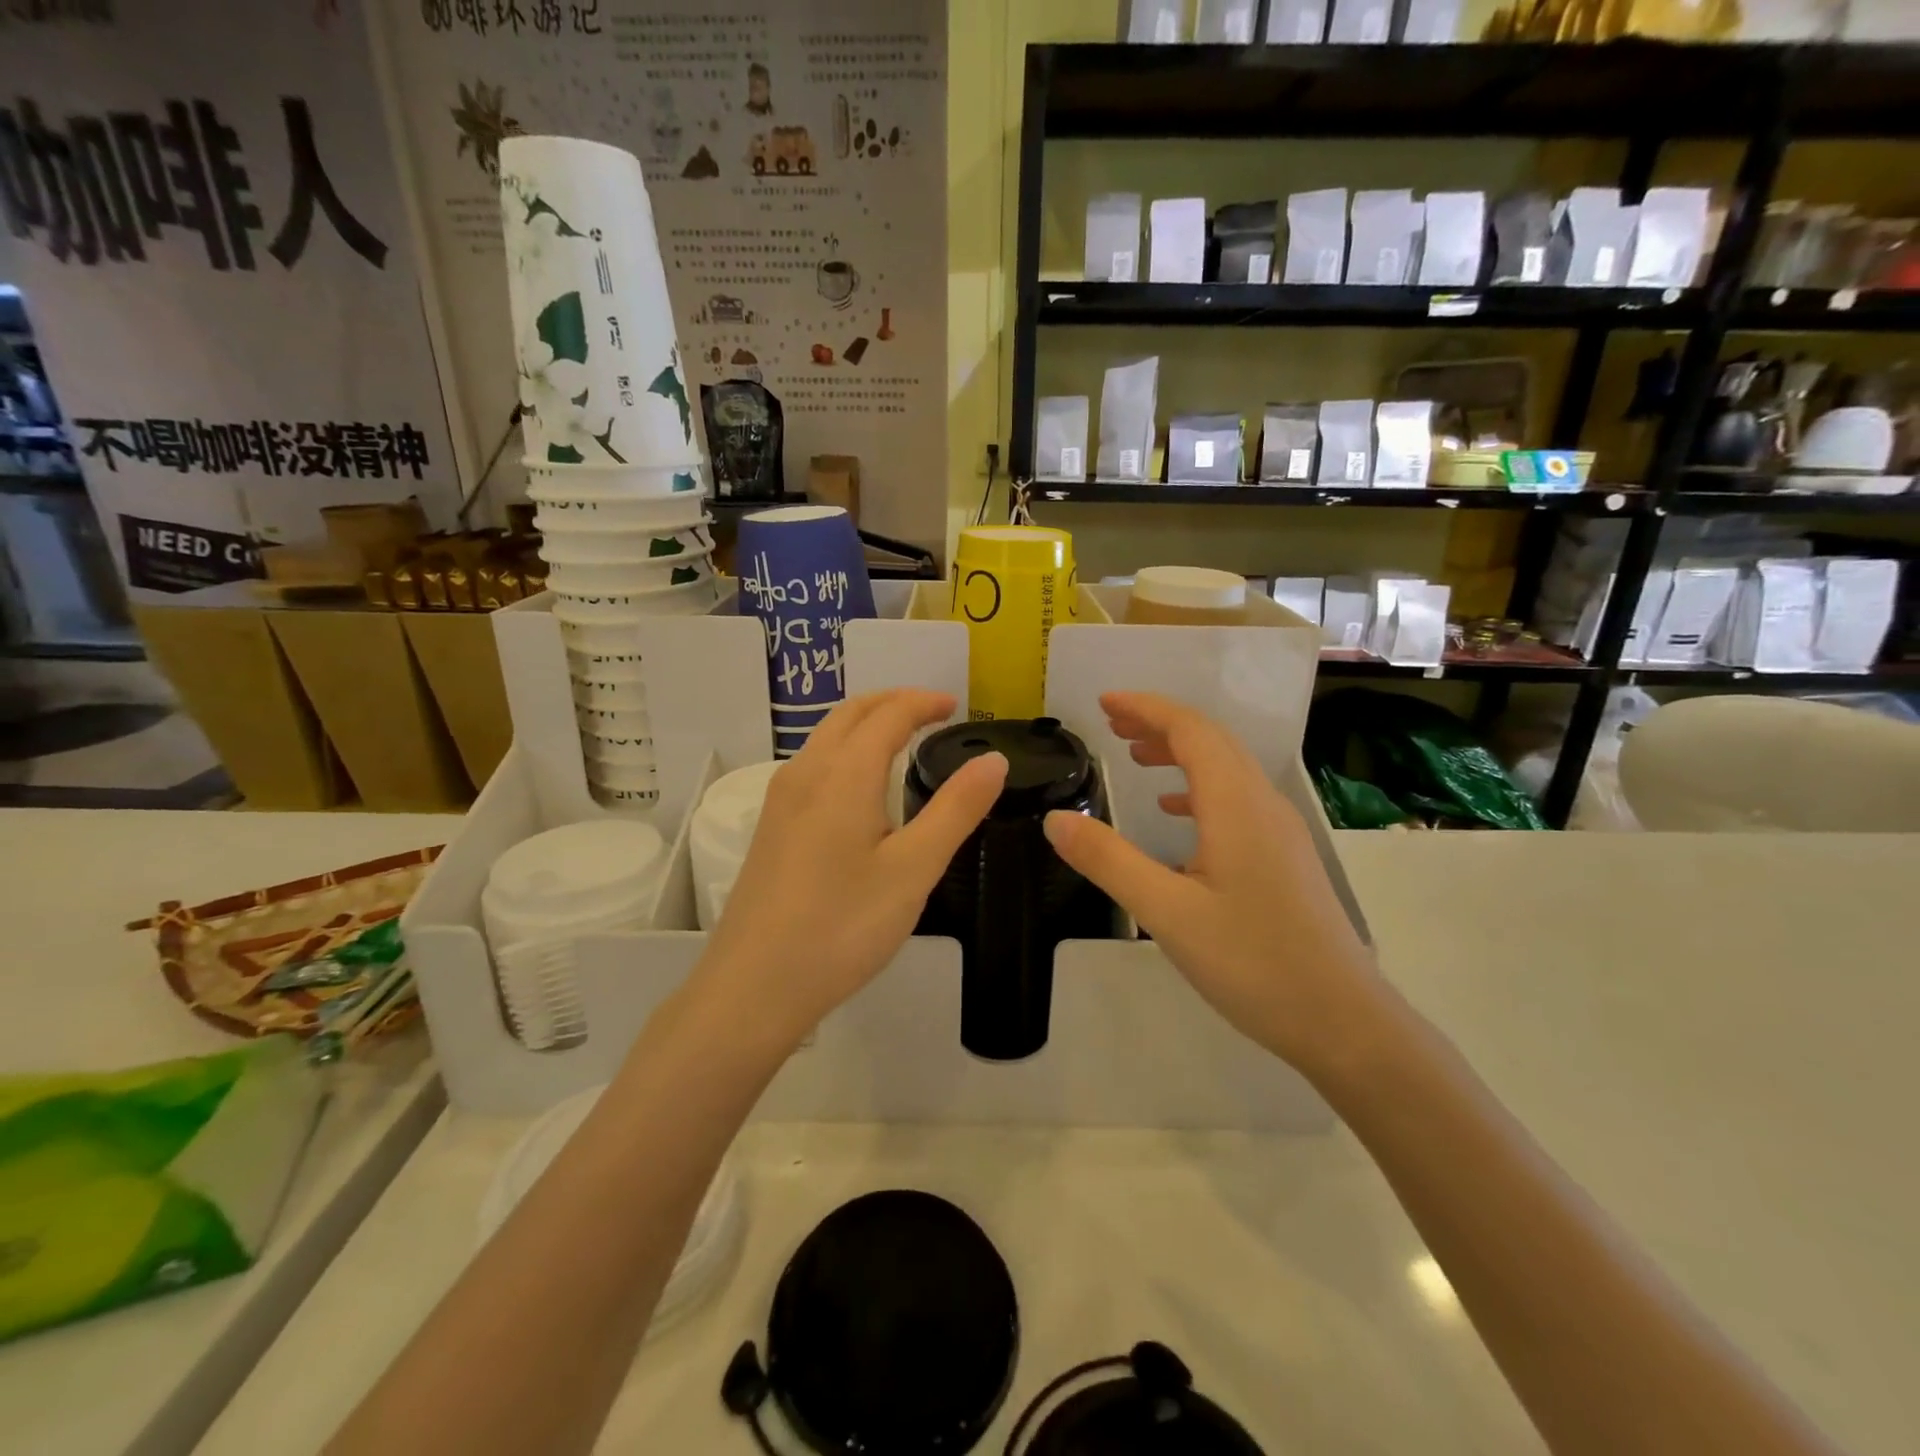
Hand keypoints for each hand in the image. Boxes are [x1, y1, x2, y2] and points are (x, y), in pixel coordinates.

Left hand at [698, 690, 1006, 1044]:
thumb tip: (994, 760)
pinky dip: (845, 751)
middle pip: (849, 714)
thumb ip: (956, 810)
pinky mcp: (771, 828)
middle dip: (892, 702)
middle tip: (931, 713)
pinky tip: (860, 787)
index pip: (887, 715)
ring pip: (825, 738)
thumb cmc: (842, 926)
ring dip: (865, 724)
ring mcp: (780, 800)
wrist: (754, 986)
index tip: (955, 706)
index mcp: (843, 774)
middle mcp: (805, 773)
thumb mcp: (913, 870)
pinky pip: (812, 765)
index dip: (923, 703)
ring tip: (901, 740)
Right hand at [1042, 692, 1381, 1077]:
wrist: (1343, 1022)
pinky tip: (1176, 814)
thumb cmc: (1253, 963)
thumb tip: (1055, 819)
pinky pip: (1236, 799)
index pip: (1190, 730)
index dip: (1146, 708)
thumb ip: (1109, 861)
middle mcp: (1262, 804)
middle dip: (1160, 724)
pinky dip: (1199, 788)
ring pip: (1226, 769)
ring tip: (1136, 758)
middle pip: (1211, 741)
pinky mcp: (1284, 858)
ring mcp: (1279, 831)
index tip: (1104, 703)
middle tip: (1112, 724)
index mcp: (1236, 805)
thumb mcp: (1167, 913)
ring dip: (1180, 753)